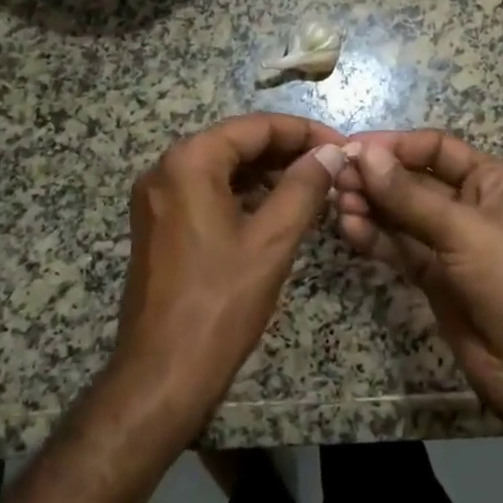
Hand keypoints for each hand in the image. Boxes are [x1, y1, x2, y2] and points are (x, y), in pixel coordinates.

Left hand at [113, 114, 347, 433]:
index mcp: (189, 162)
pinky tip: (280, 209)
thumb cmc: (220, 303)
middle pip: (237, 143)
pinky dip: (245, 195)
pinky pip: (208, 193)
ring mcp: (158, 198)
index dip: (304, 132)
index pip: (255, 127)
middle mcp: (166, 169)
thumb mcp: (272, 240)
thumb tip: (332, 153)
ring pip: (223, 168)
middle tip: (334, 167)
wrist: (162, 375)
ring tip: (316, 187)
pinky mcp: (160, 225)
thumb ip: (305, 187)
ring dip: (268, 173)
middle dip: (287, 152)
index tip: (343, 147)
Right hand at [333, 131, 502, 451]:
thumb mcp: (462, 229)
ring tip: (338, 204)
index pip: (437, 148)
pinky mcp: (434, 276)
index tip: (353, 149)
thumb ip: (408, 195)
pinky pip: (400, 247)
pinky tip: (350, 229)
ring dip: (371, 207)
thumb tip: (363, 155)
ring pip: (402, 215)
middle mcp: (471, 205)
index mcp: (493, 181)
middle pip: (415, 180)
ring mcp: (451, 243)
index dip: (396, 146)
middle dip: (377, 179)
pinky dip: (376, 237)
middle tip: (335, 179)